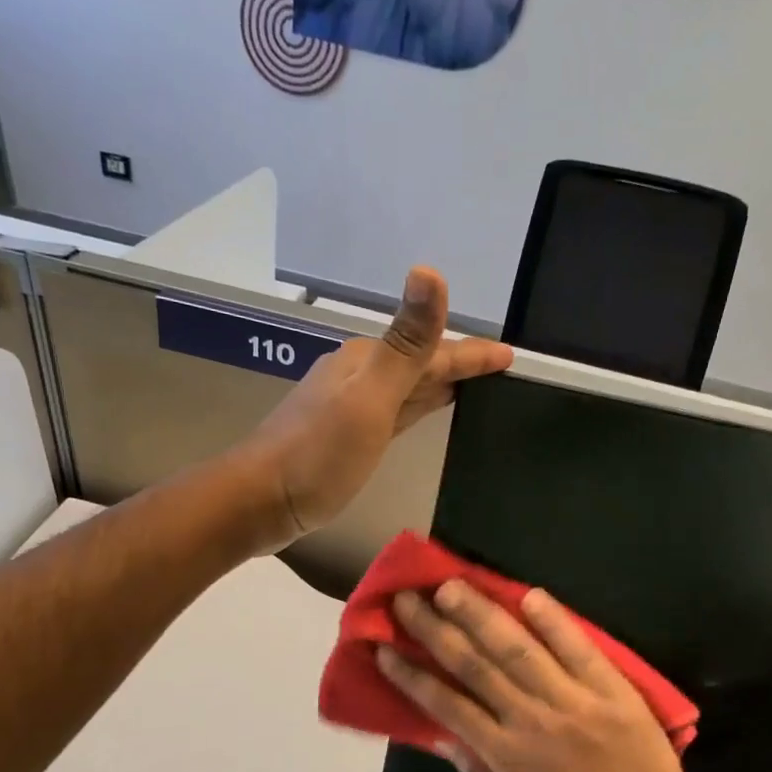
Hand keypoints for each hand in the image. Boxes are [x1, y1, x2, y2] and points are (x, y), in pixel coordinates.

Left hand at [236, 267, 510, 551]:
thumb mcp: (369, 398)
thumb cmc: (318, 454)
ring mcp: (352, 406)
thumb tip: (430, 271)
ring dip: (440, 384)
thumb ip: (405, 344)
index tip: (510, 356)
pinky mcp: (348, 435)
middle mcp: (360, 376)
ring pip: (409, 387)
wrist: (262, 499)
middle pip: (421, 364)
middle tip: (499, 369)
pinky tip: (426, 411)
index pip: (434, 351)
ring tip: (474, 387)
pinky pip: (397, 411)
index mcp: (368, 362)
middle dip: (460, 364)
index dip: (472, 353)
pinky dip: (419, 406)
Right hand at [377, 581, 706, 771]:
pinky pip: (580, 650)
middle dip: (436, 629)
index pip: (447, 705)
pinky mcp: (612, 690)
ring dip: (482, 615)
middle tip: (408, 597)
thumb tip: (443, 738)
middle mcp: (532, 719)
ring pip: (519, 650)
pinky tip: (530, 594)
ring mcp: (573, 700)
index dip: (412, 675)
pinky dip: (555, 622)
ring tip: (453, 586)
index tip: (385, 647)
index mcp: (505, 754)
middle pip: (475, 666)